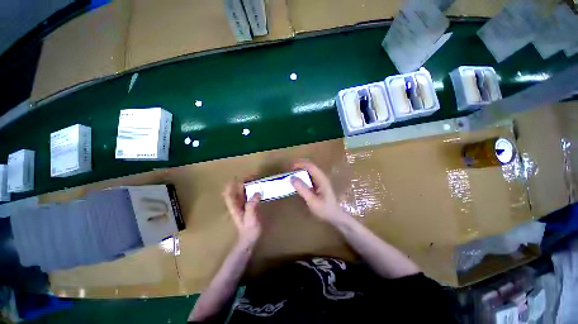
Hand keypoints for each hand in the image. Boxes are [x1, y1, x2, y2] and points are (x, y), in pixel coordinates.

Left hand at [223, 179, 261, 244]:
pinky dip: (251, 190)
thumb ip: (252, 205)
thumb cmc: (250, 229)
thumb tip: (257, 192)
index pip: (229, 194)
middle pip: (236, 191)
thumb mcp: (251, 218)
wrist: (250, 238)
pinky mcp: (248, 207)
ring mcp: (242, 206)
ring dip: (247, 185)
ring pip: (242, 193)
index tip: (235, 177)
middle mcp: (237, 204)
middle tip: (251, 176)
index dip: (230, 185)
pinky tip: (257, 188)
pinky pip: (248, 196)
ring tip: (255, 179)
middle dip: (241, 182)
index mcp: (235, 206)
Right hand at [290, 160, 349, 224]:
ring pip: (309, 171)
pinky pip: (309, 177)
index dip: (300, 164)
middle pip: (310, 166)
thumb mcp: (312, 201)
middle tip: (288, 172)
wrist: (336, 217)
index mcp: (321, 179)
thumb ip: (303, 189)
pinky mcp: (319, 185)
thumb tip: (292, 178)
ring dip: (300, 171)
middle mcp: (321, 177)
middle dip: (299, 166)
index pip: (310, 166)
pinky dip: (302, 177)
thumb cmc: (325, 210)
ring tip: (290, 176)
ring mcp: (320, 180)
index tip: (290, 168)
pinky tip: (297, 182)